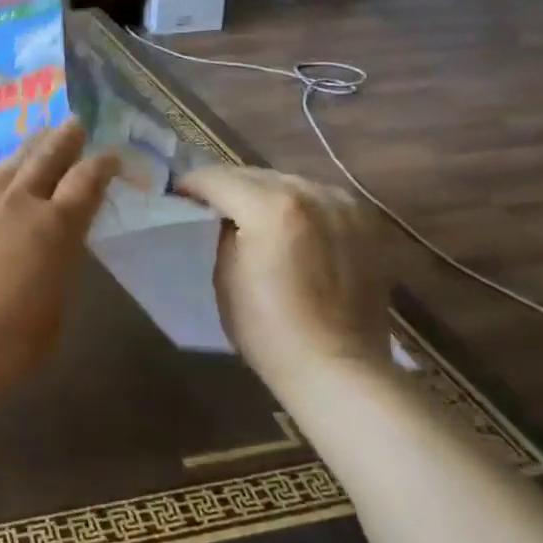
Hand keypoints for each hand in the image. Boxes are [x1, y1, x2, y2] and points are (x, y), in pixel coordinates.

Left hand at [0, 122, 117, 397]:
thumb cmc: (7, 342)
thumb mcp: (54, 310)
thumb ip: (58, 268)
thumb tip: (54, 250)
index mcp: (56, 226)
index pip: (87, 182)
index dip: (102, 165)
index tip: (110, 156)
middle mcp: (19, 202)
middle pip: (46, 157)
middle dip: (64, 139)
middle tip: (75, 124)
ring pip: (10, 163)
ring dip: (29, 148)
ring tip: (39, 137)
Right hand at [175, 169, 387, 392]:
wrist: (339, 368)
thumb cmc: (268, 330)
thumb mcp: (225, 275)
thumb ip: (223, 231)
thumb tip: (225, 214)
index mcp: (271, 207)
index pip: (217, 178)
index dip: (191, 185)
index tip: (178, 195)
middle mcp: (310, 193)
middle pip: (253, 174)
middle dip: (227, 186)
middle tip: (208, 205)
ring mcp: (343, 204)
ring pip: (288, 181)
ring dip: (263, 192)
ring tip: (249, 214)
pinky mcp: (365, 221)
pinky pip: (318, 197)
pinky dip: (297, 204)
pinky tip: (289, 226)